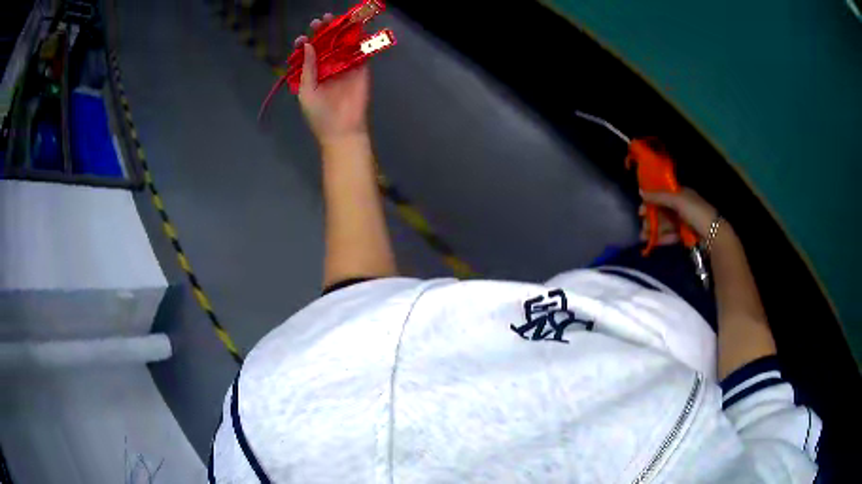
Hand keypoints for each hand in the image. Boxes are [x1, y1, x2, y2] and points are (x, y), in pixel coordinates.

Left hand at [295, 15, 369, 144]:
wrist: (342, 131)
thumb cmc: (319, 115)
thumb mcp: (306, 91)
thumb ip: (307, 68)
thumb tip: (307, 44)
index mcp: (313, 73)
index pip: (308, 53)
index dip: (305, 43)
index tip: (302, 38)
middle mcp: (329, 67)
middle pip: (326, 44)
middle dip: (322, 31)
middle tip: (320, 21)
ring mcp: (346, 66)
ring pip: (343, 43)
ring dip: (340, 30)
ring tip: (334, 18)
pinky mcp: (361, 69)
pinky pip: (361, 50)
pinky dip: (360, 38)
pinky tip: (355, 27)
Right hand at [640, 188, 720, 237]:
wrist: (713, 234)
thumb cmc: (696, 212)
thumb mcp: (677, 200)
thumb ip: (659, 197)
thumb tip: (640, 192)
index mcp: (681, 194)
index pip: (663, 195)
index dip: (651, 201)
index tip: (640, 210)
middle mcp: (682, 206)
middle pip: (663, 211)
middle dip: (651, 218)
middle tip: (641, 226)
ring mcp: (684, 222)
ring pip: (666, 224)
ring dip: (654, 230)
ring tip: (643, 237)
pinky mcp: (686, 235)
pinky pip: (671, 235)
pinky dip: (662, 238)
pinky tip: (653, 242)